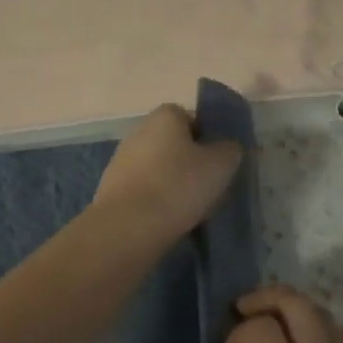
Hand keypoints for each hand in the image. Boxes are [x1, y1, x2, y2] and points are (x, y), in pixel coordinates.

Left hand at [93, 104, 241, 242]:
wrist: (129, 226)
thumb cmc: (179, 185)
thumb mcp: (221, 164)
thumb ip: (230, 150)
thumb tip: (226, 148)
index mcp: (165, 116)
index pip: (192, 118)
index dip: (208, 139)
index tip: (219, 163)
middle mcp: (139, 131)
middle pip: (174, 145)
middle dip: (190, 164)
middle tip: (208, 188)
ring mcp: (121, 160)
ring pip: (159, 169)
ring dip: (173, 184)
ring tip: (191, 209)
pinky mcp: (112, 189)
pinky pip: (144, 190)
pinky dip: (156, 201)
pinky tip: (168, 220)